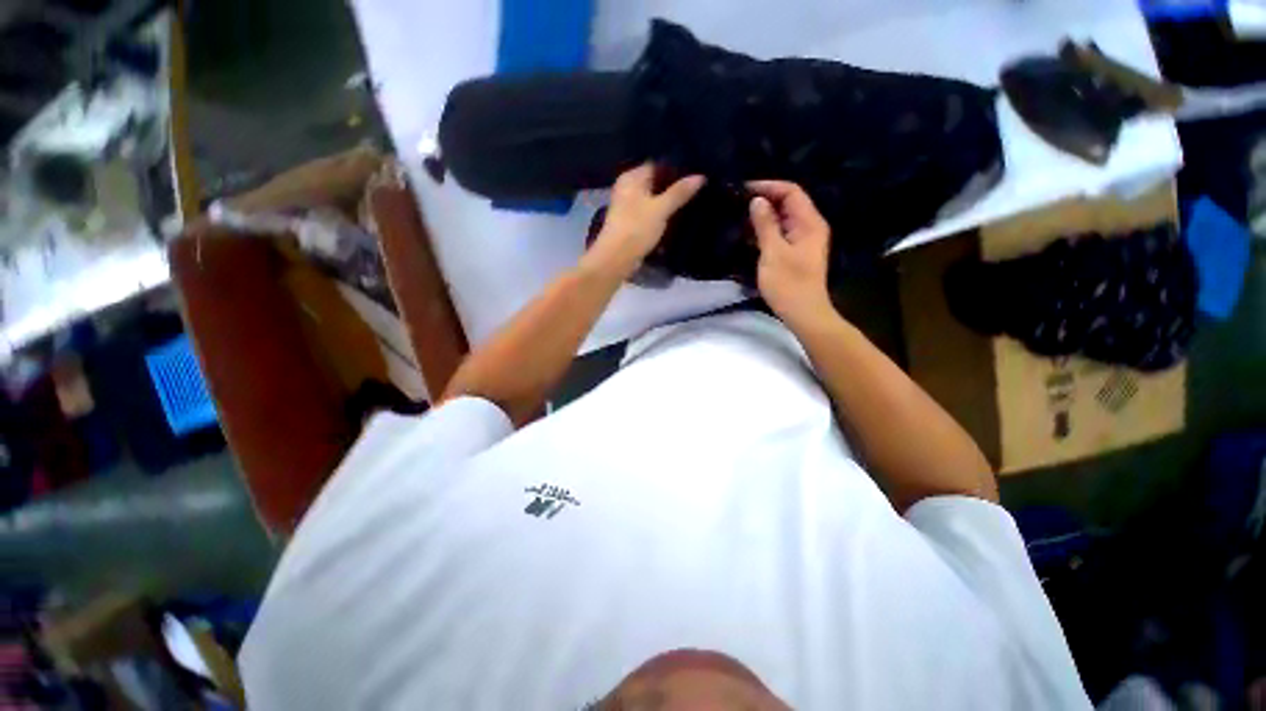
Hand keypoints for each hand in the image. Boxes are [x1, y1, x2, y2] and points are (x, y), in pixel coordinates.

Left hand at [583, 163, 704, 279]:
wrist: (616, 259)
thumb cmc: (636, 229)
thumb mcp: (661, 209)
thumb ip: (680, 192)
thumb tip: (700, 176)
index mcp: (631, 178)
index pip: (656, 165)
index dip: (675, 169)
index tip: (695, 174)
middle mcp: (627, 189)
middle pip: (655, 184)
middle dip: (673, 188)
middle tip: (697, 190)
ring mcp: (627, 208)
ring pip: (653, 201)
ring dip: (668, 205)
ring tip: (690, 204)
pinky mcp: (631, 224)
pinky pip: (649, 216)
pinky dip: (660, 218)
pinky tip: (675, 221)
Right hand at [748, 180, 833, 327]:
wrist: (803, 313)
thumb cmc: (788, 284)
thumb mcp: (773, 252)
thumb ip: (765, 224)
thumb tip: (756, 201)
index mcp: (809, 222)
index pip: (791, 191)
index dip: (768, 186)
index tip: (744, 190)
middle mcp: (809, 227)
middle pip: (788, 203)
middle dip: (764, 200)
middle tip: (737, 204)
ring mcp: (802, 241)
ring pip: (782, 219)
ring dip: (762, 217)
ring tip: (738, 218)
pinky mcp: (795, 253)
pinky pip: (779, 234)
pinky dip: (765, 231)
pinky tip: (747, 236)